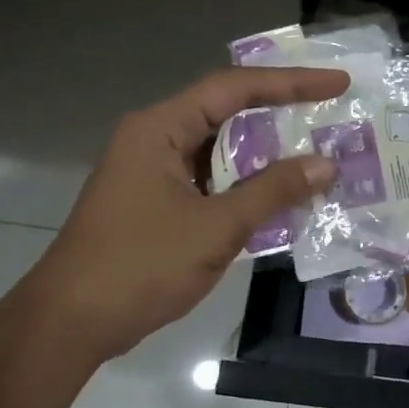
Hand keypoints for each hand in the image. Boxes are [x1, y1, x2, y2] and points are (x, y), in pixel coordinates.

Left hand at [25, 65, 349, 362]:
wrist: (70, 324)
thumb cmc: (140, 267)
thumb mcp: (216, 227)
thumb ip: (273, 191)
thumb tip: (326, 164)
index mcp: (159, 128)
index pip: (234, 88)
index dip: (291, 83)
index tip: (337, 84)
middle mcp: (155, 138)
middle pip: (227, 111)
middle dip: (282, 114)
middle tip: (333, 116)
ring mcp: (154, 171)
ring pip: (221, 149)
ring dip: (267, 153)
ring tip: (318, 154)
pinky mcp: (158, 201)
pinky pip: (212, 179)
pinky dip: (248, 183)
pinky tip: (283, 195)